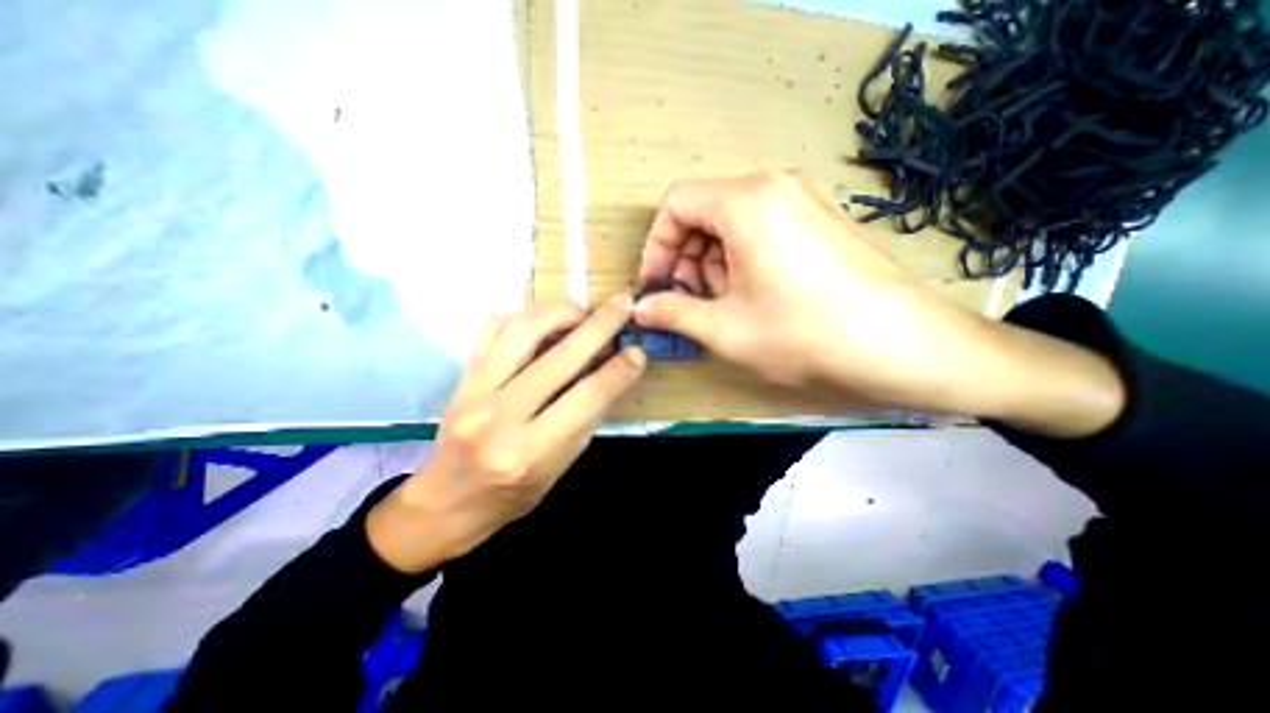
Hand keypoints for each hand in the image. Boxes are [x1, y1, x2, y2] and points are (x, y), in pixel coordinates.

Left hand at [367, 295, 646, 573]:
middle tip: (621, 304)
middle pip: (559, 359)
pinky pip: (492, 329)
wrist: (450, 499)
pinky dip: (522, 314)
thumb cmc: (515, 491)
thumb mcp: (562, 464)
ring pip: (521, 332)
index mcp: (531, 453)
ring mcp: (474, 393)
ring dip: (558, 311)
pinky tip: (543, 315)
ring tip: (581, 310)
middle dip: (598, 326)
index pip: (586, 399)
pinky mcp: (461, 377)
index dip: (617, 371)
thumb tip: (610, 371)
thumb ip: (585, 417)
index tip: (637, 351)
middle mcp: (499, 419)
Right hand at [636, 173, 1118, 440]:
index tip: (657, 285)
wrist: (903, 344)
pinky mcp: (822, 216)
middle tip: (688, 300)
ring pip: (732, 220)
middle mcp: (774, 185)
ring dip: (713, 260)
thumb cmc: (804, 334)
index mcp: (745, 202)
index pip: (675, 204)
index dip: (656, 246)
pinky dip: (743, 256)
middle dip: (685, 257)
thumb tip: (641, 308)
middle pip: (704, 210)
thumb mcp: (726, 329)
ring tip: (723, 303)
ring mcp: (804, 197)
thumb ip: (674, 313)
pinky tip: (754, 293)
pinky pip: (762, 225)